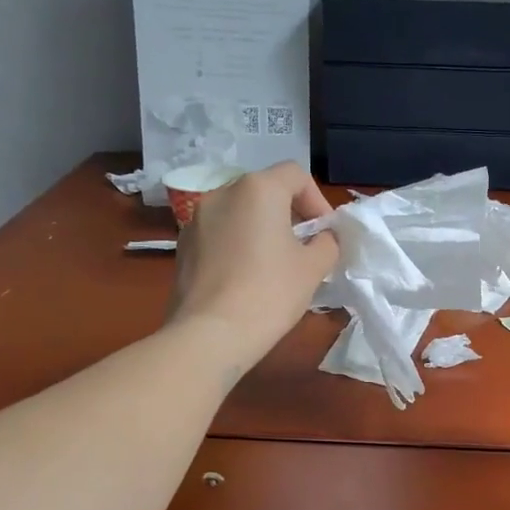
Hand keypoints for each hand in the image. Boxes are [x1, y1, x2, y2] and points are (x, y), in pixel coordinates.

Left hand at [167, 162, 338, 374]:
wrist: (211, 333)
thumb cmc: (270, 293)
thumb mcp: (314, 268)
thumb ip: (326, 243)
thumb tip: (322, 237)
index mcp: (258, 189)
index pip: (295, 175)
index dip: (317, 200)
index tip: (325, 234)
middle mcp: (222, 192)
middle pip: (265, 191)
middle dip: (288, 214)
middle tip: (304, 249)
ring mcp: (196, 218)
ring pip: (239, 213)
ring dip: (261, 229)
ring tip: (273, 264)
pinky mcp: (183, 245)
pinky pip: (219, 234)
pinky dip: (237, 245)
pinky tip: (245, 278)